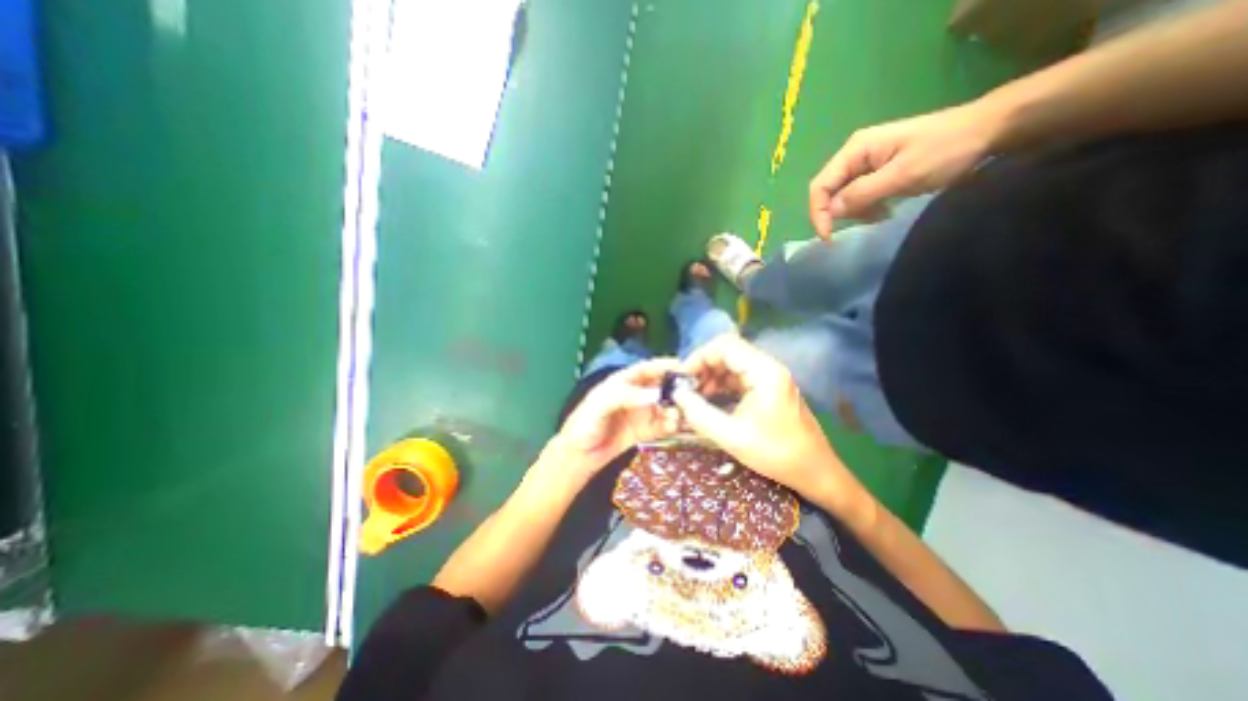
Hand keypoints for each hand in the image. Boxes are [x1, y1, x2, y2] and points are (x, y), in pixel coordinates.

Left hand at [551, 359, 679, 478]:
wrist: (579, 455)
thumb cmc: (584, 424)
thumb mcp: (600, 405)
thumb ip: (626, 396)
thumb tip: (656, 394)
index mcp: (624, 381)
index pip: (648, 368)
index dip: (665, 366)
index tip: (684, 368)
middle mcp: (637, 394)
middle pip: (661, 386)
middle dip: (677, 387)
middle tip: (693, 393)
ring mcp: (643, 413)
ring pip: (666, 405)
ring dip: (678, 407)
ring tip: (686, 413)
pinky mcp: (647, 431)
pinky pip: (664, 425)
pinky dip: (673, 425)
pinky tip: (679, 427)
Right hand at [675, 335, 869, 519]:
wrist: (815, 472)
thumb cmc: (776, 454)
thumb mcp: (731, 436)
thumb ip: (699, 414)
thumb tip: (676, 395)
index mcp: (764, 372)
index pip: (725, 345)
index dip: (699, 357)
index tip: (683, 377)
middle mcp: (768, 367)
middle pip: (728, 352)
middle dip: (703, 367)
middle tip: (687, 389)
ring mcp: (770, 377)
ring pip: (732, 364)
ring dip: (711, 377)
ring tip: (695, 398)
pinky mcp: (769, 388)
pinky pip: (740, 377)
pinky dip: (722, 385)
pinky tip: (711, 401)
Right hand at [811, 99, 1000, 236]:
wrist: (991, 129)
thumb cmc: (947, 149)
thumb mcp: (903, 174)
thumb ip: (863, 193)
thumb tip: (831, 212)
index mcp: (855, 150)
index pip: (820, 186)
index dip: (818, 213)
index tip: (829, 237)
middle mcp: (855, 155)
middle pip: (829, 191)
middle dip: (836, 213)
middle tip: (858, 226)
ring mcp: (867, 162)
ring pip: (843, 195)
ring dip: (854, 212)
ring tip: (879, 217)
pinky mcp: (879, 170)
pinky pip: (859, 194)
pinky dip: (865, 207)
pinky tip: (883, 211)